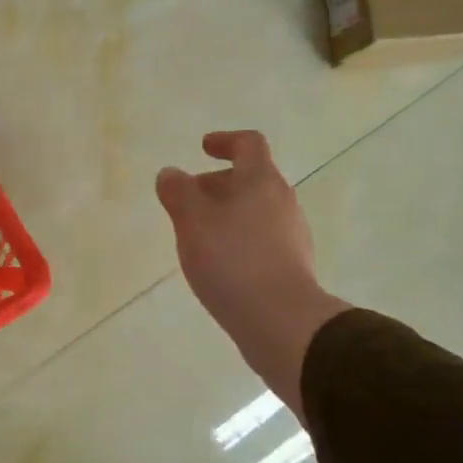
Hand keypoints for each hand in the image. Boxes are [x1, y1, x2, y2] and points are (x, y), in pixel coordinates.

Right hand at [157, 131, 347, 413]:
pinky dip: (238, 241)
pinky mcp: (292, 266)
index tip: (203, 148)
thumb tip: (170, 173)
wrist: (281, 322)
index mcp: (261, 181)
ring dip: (226, 216)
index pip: (249, 144)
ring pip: (255, 212)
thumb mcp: (193, 222)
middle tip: (187, 204)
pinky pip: (261, 241)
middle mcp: (283, 201)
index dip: (225, 141)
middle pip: (250, 180)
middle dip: (217, 185)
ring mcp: (292, 235)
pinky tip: (219, 267)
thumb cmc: (233, 261)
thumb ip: (178, 193)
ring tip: (197, 239)